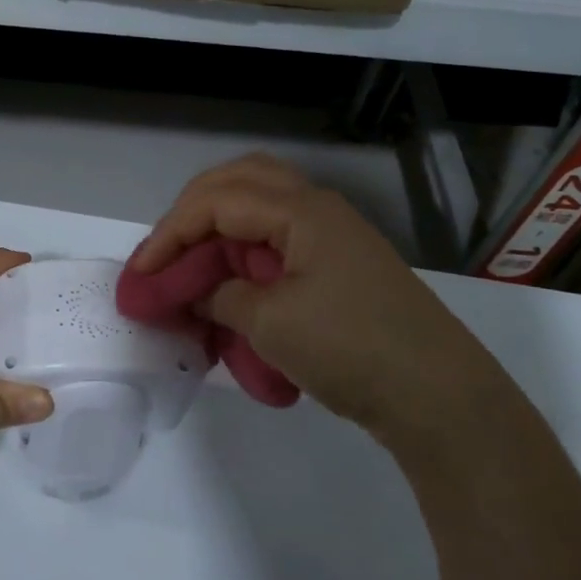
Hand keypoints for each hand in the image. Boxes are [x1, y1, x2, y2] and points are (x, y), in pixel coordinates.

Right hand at [130, 155, 515, 453]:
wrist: (439, 396)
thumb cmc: (350, 348)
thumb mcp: (269, 323)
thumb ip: (219, 296)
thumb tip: (193, 291)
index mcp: (300, 210)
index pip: (215, 202)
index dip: (169, 234)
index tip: (141, 275)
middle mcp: (315, 208)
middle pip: (238, 182)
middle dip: (192, 212)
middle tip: (166, 252)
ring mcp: (331, 235)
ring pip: (260, 204)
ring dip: (219, 225)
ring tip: (193, 261)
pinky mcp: (338, 264)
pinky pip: (278, 238)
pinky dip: (244, 250)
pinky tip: (230, 284)